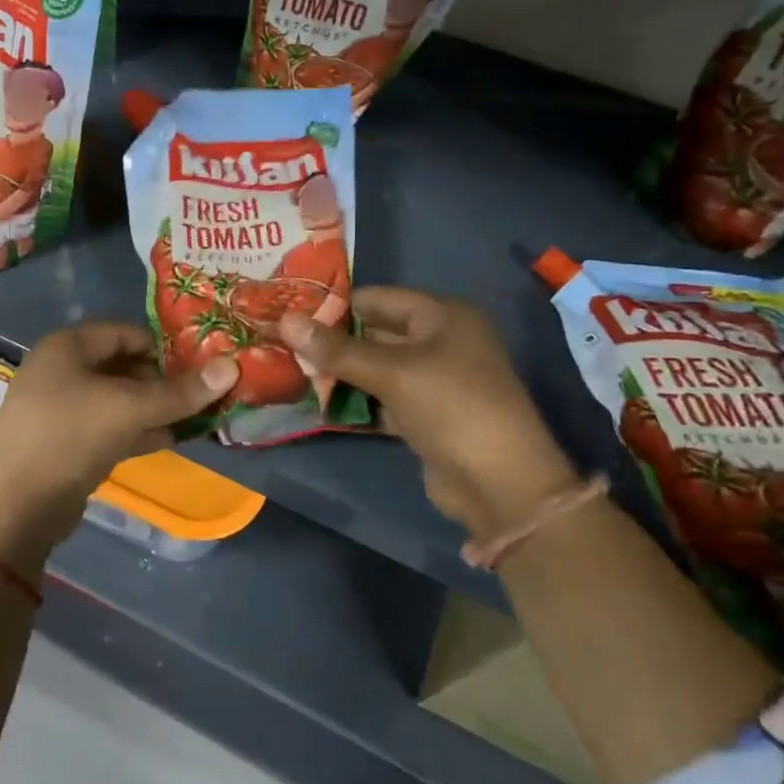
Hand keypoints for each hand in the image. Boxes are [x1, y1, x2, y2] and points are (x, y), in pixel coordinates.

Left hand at [0, 322, 236, 568]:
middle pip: (123, 365)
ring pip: (118, 399)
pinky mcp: (65, 443)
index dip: (164, 346)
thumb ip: (181, 391)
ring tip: (194, 418)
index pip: (127, 332)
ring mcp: (61, 408)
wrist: (12, 508)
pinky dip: (136, 430)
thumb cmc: (69, 436)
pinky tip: (168, 439)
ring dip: (154, 408)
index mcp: (68, 347)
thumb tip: (232, 366)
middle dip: (163, 381)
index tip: (201, 365)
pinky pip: (108, 427)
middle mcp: (61, 370)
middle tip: (201, 395)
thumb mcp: (129, 409)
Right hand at [280, 288, 578, 537]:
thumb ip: (337, 350)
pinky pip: (382, 398)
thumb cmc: (451, 407)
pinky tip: (318, 404)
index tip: (289, 313)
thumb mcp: (392, 373)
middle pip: (375, 333)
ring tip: (290, 372)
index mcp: (442, 315)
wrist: (501, 485)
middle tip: (282, 345)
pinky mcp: (425, 415)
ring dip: (340, 373)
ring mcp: (434, 380)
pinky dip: (355, 401)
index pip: (377, 298)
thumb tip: (285, 321)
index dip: (334, 305)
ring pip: (376, 368)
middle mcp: (440, 341)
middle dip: (332, 342)